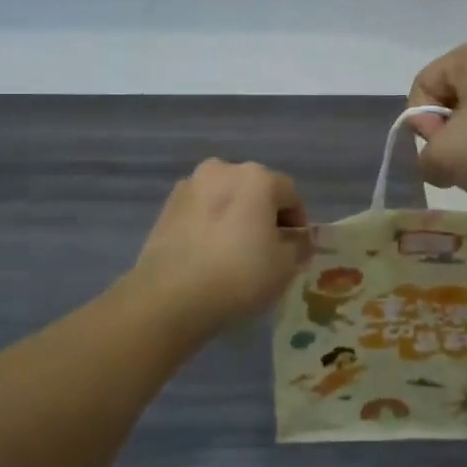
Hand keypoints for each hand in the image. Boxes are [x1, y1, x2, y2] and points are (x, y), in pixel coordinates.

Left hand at [124, 160, 309, 341]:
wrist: (170, 296)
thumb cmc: (239, 275)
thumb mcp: (285, 267)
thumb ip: (299, 246)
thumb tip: (298, 240)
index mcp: (256, 177)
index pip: (290, 194)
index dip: (298, 222)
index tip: (296, 249)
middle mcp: (222, 170)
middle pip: (255, 190)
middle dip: (265, 215)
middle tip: (268, 250)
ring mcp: (190, 186)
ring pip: (225, 199)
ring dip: (235, 217)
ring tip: (235, 253)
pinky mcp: (167, 206)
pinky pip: (201, 211)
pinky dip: (210, 225)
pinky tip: (209, 255)